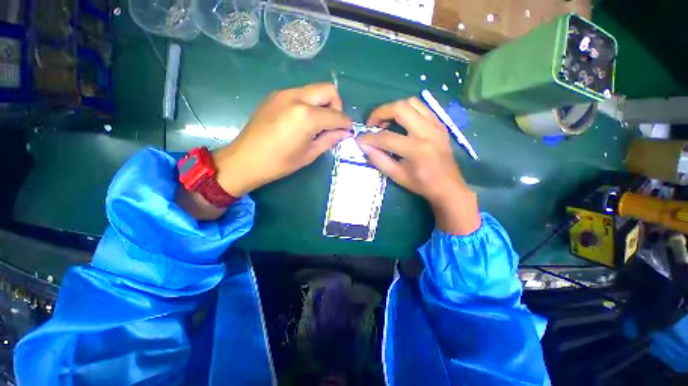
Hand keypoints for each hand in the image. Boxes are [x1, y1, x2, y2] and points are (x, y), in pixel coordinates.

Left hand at [213, 83, 351, 196]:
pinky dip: (308, 104)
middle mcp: (297, 97)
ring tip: (316, 125)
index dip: (346, 123)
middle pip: (328, 90)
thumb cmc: (280, 163)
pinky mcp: (275, 96)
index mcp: (307, 116)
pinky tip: (301, 121)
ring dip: (322, 104)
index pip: (336, 115)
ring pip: (314, 90)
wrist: (245, 159)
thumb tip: (344, 132)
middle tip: (332, 124)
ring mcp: (284, 93)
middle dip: (336, 107)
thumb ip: (330, 139)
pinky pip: (300, 94)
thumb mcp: (309, 154)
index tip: (347, 131)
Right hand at [356, 97, 480, 234]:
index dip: (369, 137)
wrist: (448, 185)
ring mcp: (436, 125)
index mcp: (416, 150)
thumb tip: (364, 146)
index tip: (360, 139)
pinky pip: (422, 107)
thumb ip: (379, 160)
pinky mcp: (440, 124)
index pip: (386, 137)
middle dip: (380, 113)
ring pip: (412, 102)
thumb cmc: (421, 184)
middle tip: (372, 124)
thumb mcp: (397, 176)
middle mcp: (427, 132)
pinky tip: (402, 122)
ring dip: (394, 109)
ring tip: (386, 122)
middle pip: (400, 108)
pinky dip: (408, 110)